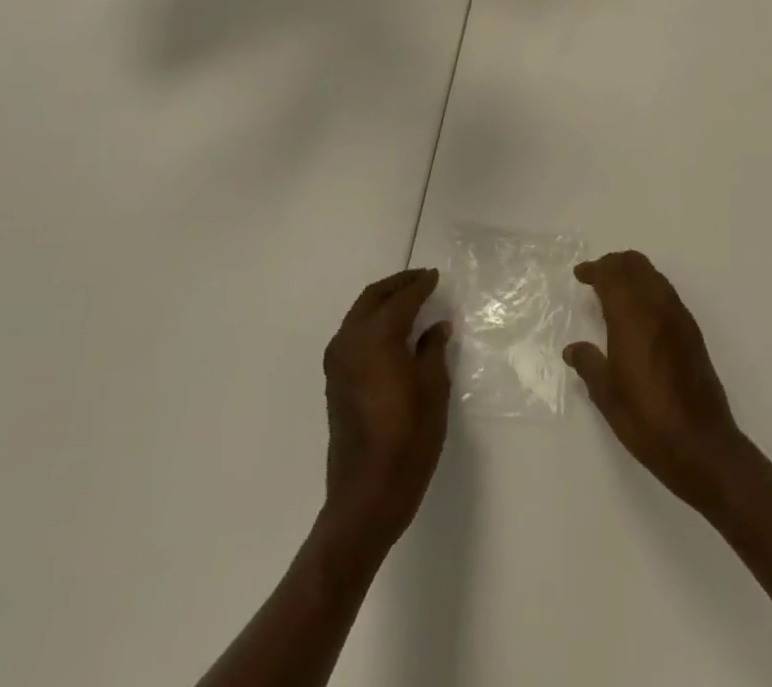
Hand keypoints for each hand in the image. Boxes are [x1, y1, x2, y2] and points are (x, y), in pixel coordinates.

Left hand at [321, 268, 451, 543]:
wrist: (366, 495)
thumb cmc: (408, 439)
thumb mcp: (433, 389)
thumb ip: (433, 349)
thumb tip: (436, 327)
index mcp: (376, 337)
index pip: (402, 299)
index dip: (421, 285)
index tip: (437, 276)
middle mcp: (351, 341)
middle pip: (373, 298)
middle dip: (398, 285)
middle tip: (423, 279)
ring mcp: (337, 361)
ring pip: (359, 313)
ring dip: (383, 301)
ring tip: (410, 300)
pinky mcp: (334, 380)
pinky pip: (353, 332)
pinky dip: (372, 320)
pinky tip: (393, 329)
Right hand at [564, 251, 746, 509]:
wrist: (701, 443)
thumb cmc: (647, 420)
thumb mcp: (608, 395)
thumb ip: (589, 364)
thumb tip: (573, 349)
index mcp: (632, 317)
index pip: (612, 275)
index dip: (595, 269)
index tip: (580, 274)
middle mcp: (657, 307)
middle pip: (636, 265)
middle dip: (614, 263)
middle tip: (597, 275)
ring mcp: (678, 317)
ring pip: (654, 275)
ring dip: (634, 273)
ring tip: (616, 289)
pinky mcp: (692, 331)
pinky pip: (667, 293)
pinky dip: (650, 288)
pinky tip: (641, 312)